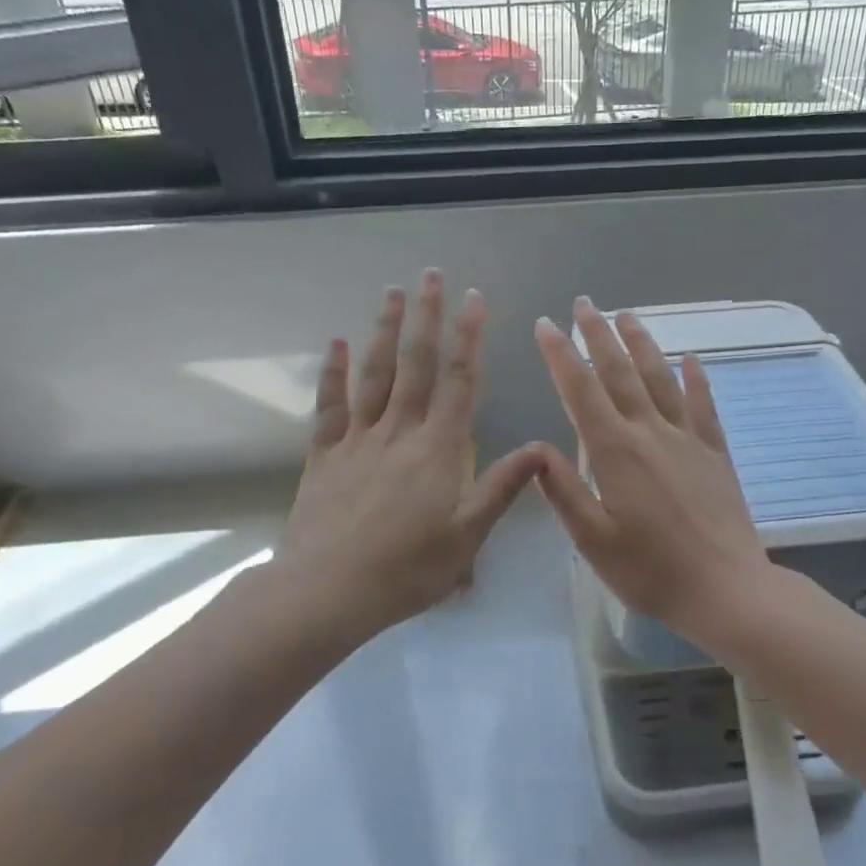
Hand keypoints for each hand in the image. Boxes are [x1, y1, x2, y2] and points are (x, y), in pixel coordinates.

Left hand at [279, 271, 544, 638]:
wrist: (329, 590)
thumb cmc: (407, 568)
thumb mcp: (467, 535)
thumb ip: (502, 488)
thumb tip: (541, 448)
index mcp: (437, 449)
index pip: (459, 381)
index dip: (470, 338)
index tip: (475, 299)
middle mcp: (399, 431)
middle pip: (415, 364)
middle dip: (427, 317)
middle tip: (432, 275)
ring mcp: (357, 439)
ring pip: (374, 374)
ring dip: (385, 330)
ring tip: (393, 292)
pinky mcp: (325, 455)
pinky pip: (330, 405)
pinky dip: (334, 372)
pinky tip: (337, 343)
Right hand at [532, 297, 774, 640]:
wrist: (726, 589)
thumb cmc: (651, 570)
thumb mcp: (593, 540)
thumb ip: (563, 491)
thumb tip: (536, 448)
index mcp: (616, 452)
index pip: (581, 391)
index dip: (560, 355)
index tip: (546, 325)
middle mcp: (651, 432)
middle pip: (621, 372)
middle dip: (598, 334)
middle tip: (584, 303)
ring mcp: (688, 439)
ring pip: (661, 378)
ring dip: (642, 343)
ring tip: (627, 315)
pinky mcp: (715, 453)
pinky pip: (704, 405)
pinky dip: (697, 378)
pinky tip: (692, 358)